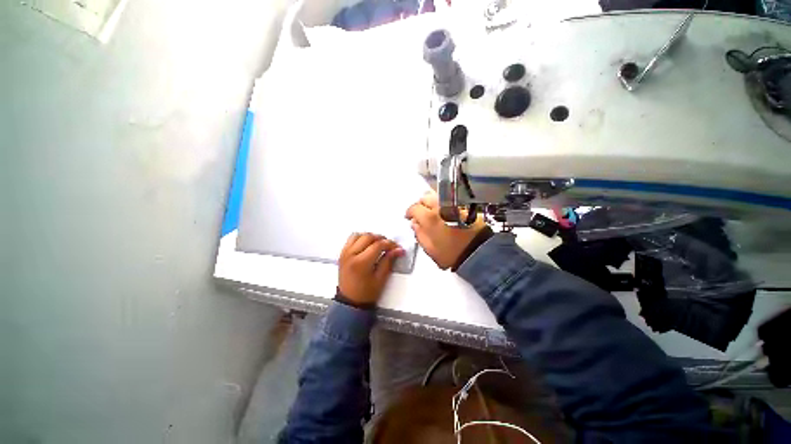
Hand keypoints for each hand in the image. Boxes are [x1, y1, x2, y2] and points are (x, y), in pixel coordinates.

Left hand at [338, 233, 404, 304]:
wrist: (350, 302)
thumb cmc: (366, 293)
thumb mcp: (381, 279)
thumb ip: (389, 261)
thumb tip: (398, 250)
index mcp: (360, 263)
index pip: (377, 245)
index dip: (389, 244)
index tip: (397, 248)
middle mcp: (350, 255)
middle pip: (368, 237)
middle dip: (381, 239)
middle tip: (389, 246)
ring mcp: (344, 253)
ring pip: (358, 235)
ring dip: (370, 237)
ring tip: (377, 244)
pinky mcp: (342, 254)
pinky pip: (351, 239)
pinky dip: (360, 238)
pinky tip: (367, 245)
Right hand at [405, 191, 486, 269]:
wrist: (477, 252)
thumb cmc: (450, 253)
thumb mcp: (430, 249)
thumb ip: (419, 234)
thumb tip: (414, 223)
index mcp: (429, 217)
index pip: (414, 208)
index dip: (409, 212)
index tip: (409, 217)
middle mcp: (440, 207)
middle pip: (425, 197)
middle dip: (420, 204)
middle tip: (420, 213)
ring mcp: (453, 204)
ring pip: (437, 195)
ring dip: (431, 201)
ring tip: (431, 210)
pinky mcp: (463, 206)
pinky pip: (448, 200)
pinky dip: (442, 203)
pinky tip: (443, 211)